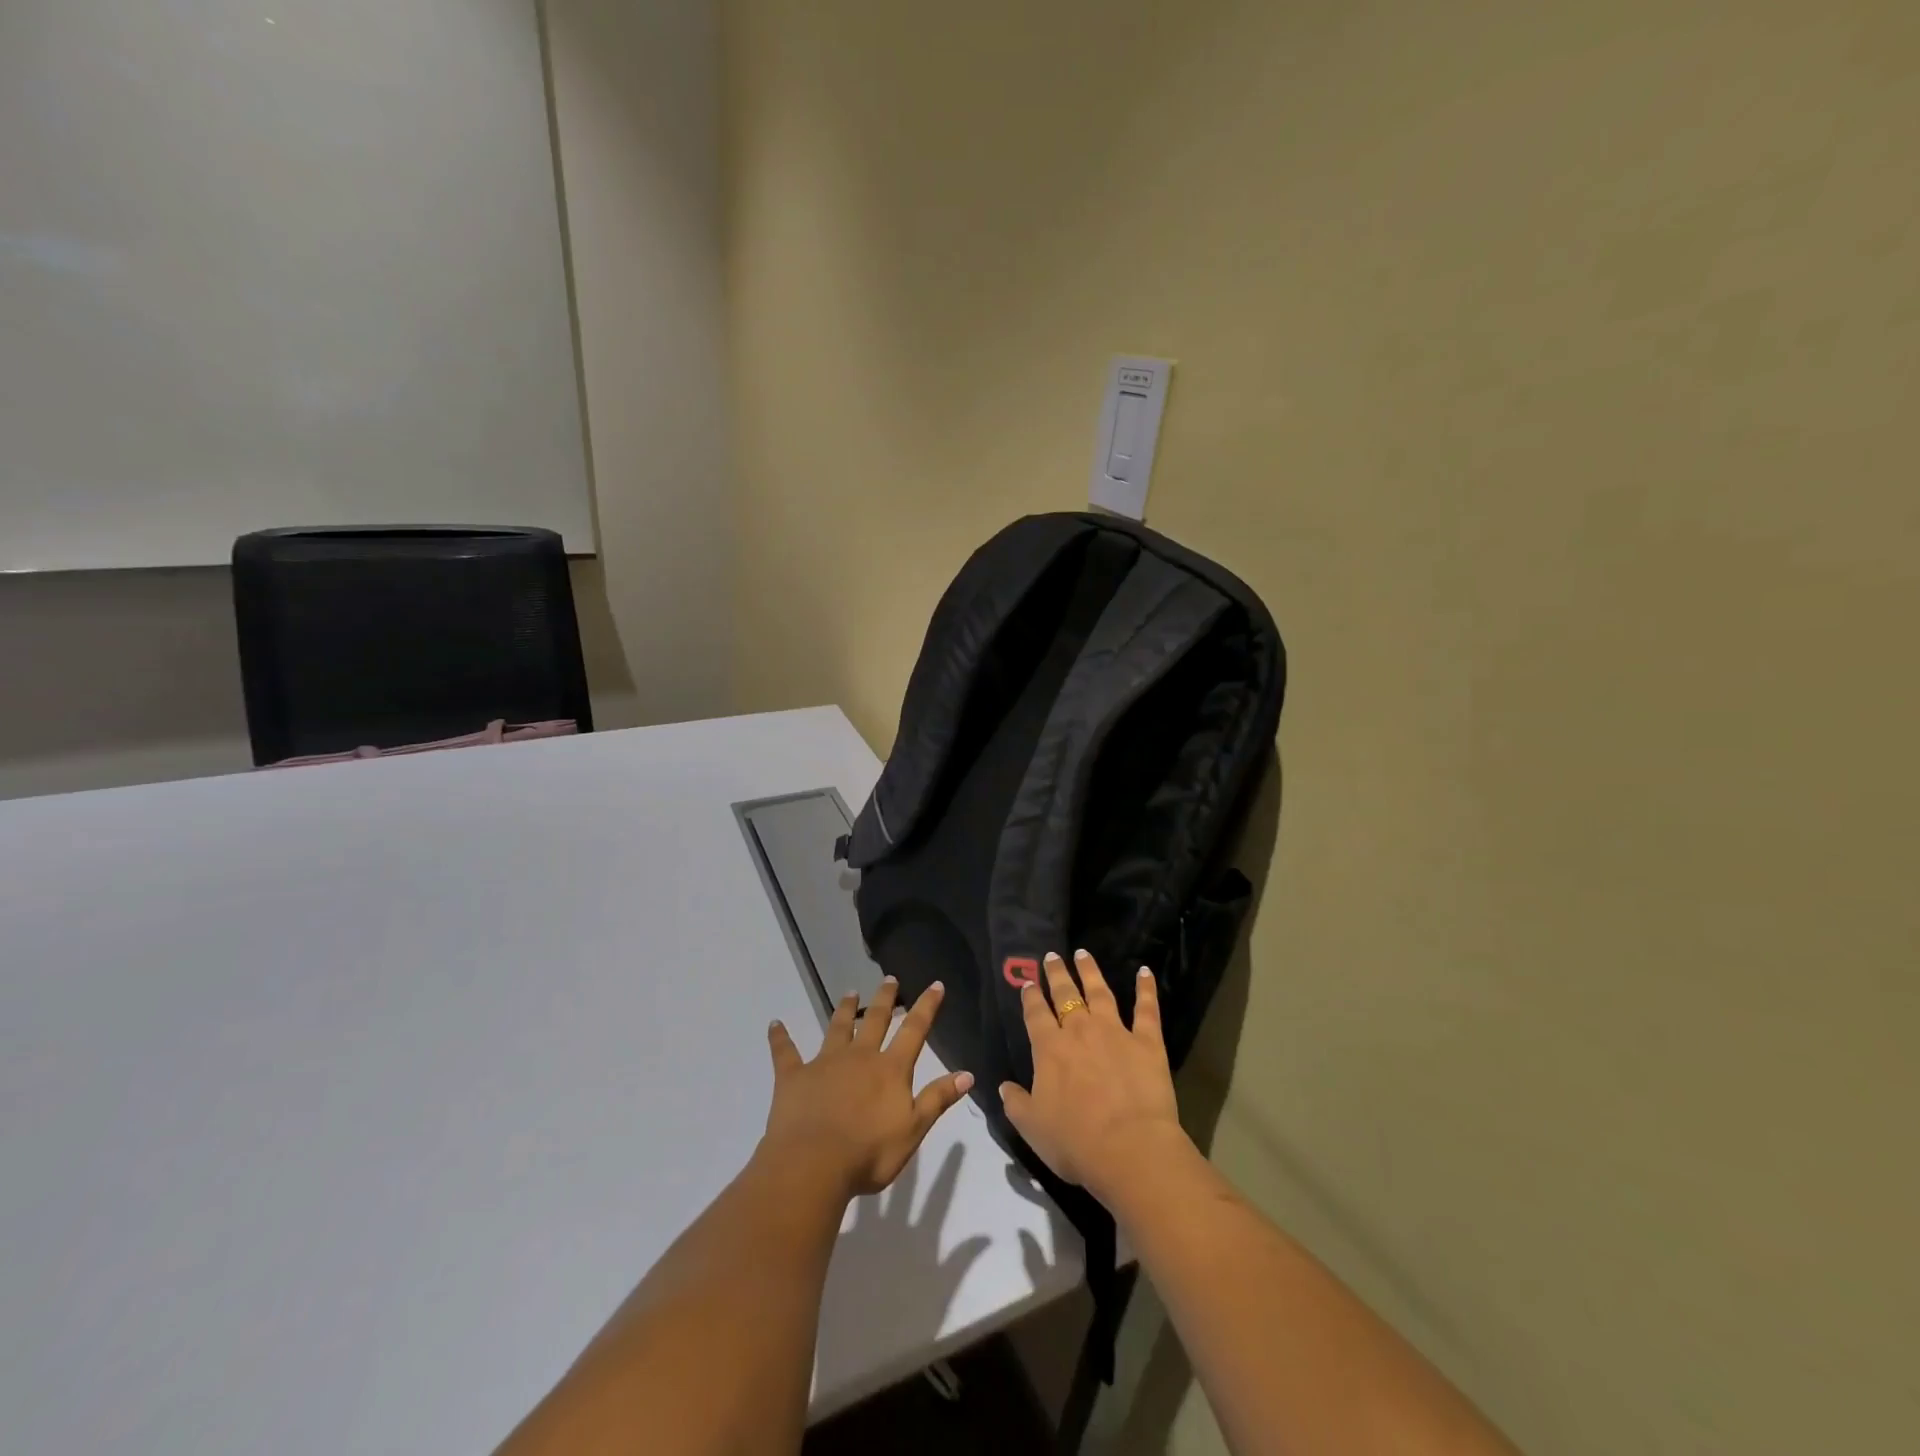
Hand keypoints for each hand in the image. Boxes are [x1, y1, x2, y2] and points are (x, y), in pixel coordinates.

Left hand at [763, 978, 973, 1202]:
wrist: (813, 1165)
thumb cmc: (868, 1153)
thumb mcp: (913, 1130)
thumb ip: (937, 1099)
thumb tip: (968, 1073)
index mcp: (890, 1069)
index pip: (914, 1031)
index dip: (927, 1006)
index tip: (935, 984)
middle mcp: (860, 1056)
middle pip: (875, 1020)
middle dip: (885, 998)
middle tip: (889, 979)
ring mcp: (825, 1063)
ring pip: (837, 1027)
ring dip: (845, 1009)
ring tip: (850, 993)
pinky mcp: (794, 1076)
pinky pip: (785, 1052)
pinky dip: (780, 1038)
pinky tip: (774, 1025)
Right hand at [999, 950, 1192, 1203]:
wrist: (1129, 1148)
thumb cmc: (1076, 1142)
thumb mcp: (1032, 1128)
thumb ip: (1016, 1103)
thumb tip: (1003, 1086)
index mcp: (1049, 1049)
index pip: (1036, 1015)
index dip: (1031, 997)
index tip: (1028, 983)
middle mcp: (1080, 1031)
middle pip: (1066, 995)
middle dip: (1057, 974)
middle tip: (1052, 955)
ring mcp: (1115, 1032)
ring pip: (1100, 993)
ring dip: (1090, 971)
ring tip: (1083, 953)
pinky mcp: (1147, 1042)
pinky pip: (1146, 1009)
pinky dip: (1146, 988)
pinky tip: (1145, 971)